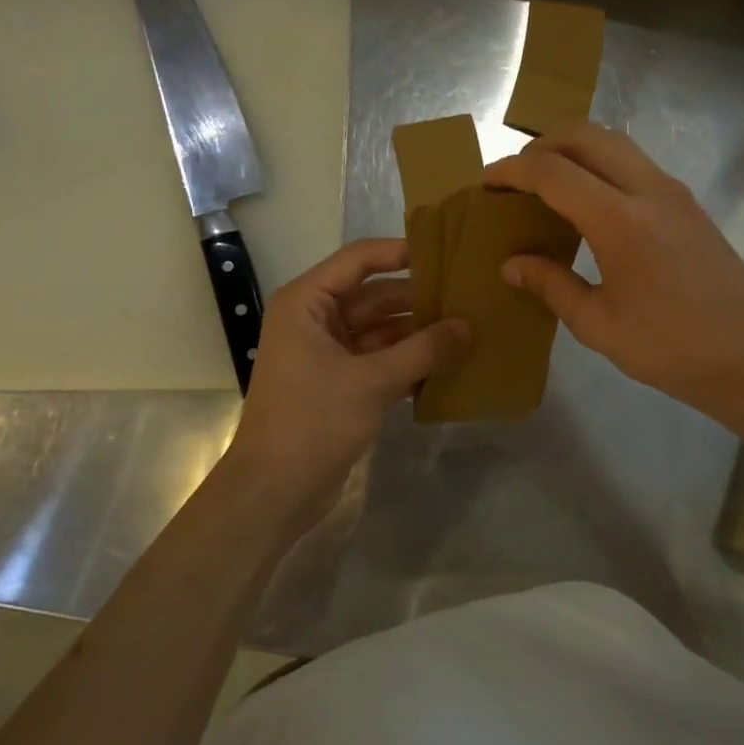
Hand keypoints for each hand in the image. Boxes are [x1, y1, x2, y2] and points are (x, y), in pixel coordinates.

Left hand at [225, 238, 466, 524]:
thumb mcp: (372, 381)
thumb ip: (423, 350)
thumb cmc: (313, 422)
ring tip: (467, 330)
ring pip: (381, 331)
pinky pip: (381, 360)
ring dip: (419, 334)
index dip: (401, 252)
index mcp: (307, 303)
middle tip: (468, 297)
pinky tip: (448, 366)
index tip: (446, 254)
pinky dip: (410, 362)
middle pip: (375, 296)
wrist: (275, 491)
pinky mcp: (341, 385)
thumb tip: (467, 326)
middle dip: (418, 299)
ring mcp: (328, 354)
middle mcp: (315, 321)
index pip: (359, 260)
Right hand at [485, 122, 743, 417]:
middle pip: (587, 136)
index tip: (487, 182)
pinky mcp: (689, 204)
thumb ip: (551, 285)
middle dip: (543, 144)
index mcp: (619, 220)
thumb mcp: (598, 325)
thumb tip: (511, 264)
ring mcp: (674, 193)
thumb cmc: (670, 348)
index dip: (513, 171)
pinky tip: (590, 202)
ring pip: (615, 143)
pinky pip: (636, 164)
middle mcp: (648, 190)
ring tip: (548, 182)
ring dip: (575, 149)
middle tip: (516, 175)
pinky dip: (602, 165)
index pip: (553, 173)